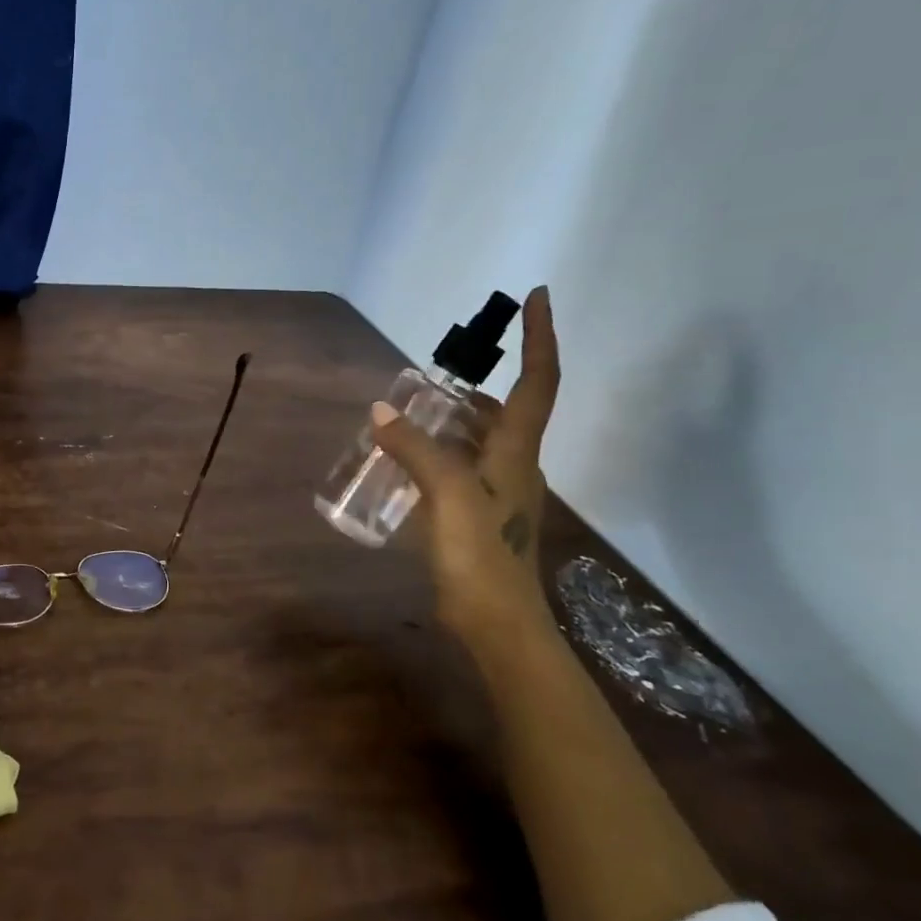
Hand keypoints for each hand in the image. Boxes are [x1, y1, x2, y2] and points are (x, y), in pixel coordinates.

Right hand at [371, 286, 559, 644]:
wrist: (498, 622)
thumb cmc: (481, 556)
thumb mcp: (447, 497)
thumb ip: (416, 451)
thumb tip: (381, 411)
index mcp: (517, 453)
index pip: (537, 383)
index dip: (539, 339)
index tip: (538, 298)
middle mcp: (515, 466)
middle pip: (507, 411)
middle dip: (478, 385)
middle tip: (434, 374)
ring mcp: (500, 494)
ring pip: (481, 441)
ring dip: (454, 421)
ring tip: (412, 413)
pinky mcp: (481, 518)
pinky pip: (462, 469)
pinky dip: (440, 454)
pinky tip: (408, 464)